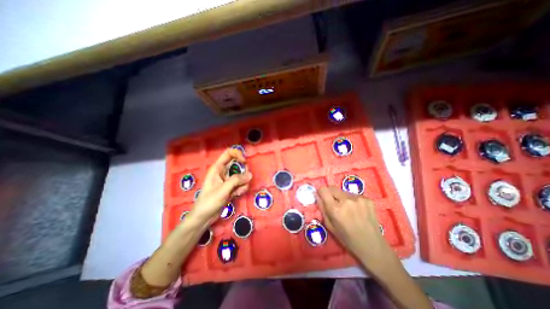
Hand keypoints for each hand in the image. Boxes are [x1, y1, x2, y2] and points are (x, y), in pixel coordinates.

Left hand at [188, 148, 250, 225]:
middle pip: (238, 164)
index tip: (244, 162)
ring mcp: (228, 179)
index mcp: (218, 168)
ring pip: (241, 175)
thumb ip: (236, 180)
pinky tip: (237, 195)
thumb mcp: (222, 190)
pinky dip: (242, 188)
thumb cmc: (209, 202)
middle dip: (243, 171)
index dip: (238, 154)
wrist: (204, 217)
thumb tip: (250, 174)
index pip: (229, 153)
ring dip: (243, 182)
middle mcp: (224, 171)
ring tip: (238, 191)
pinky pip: (241, 183)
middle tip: (244, 179)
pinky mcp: (232, 187)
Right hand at [316, 186, 398, 270]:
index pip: (323, 190)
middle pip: (332, 188)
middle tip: (334, 203)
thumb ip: (322, 208)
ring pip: (343, 192)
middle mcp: (346, 200)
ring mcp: (358, 198)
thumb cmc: (348, 239)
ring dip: (342, 197)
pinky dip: (352, 200)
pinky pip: (354, 195)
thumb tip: (317, 195)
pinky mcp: (368, 199)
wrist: (373, 246)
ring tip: (348, 209)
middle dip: (330, 193)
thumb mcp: (330, 226)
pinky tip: (357, 211)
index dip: (321, 192)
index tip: (322, 197)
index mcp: (335, 209)